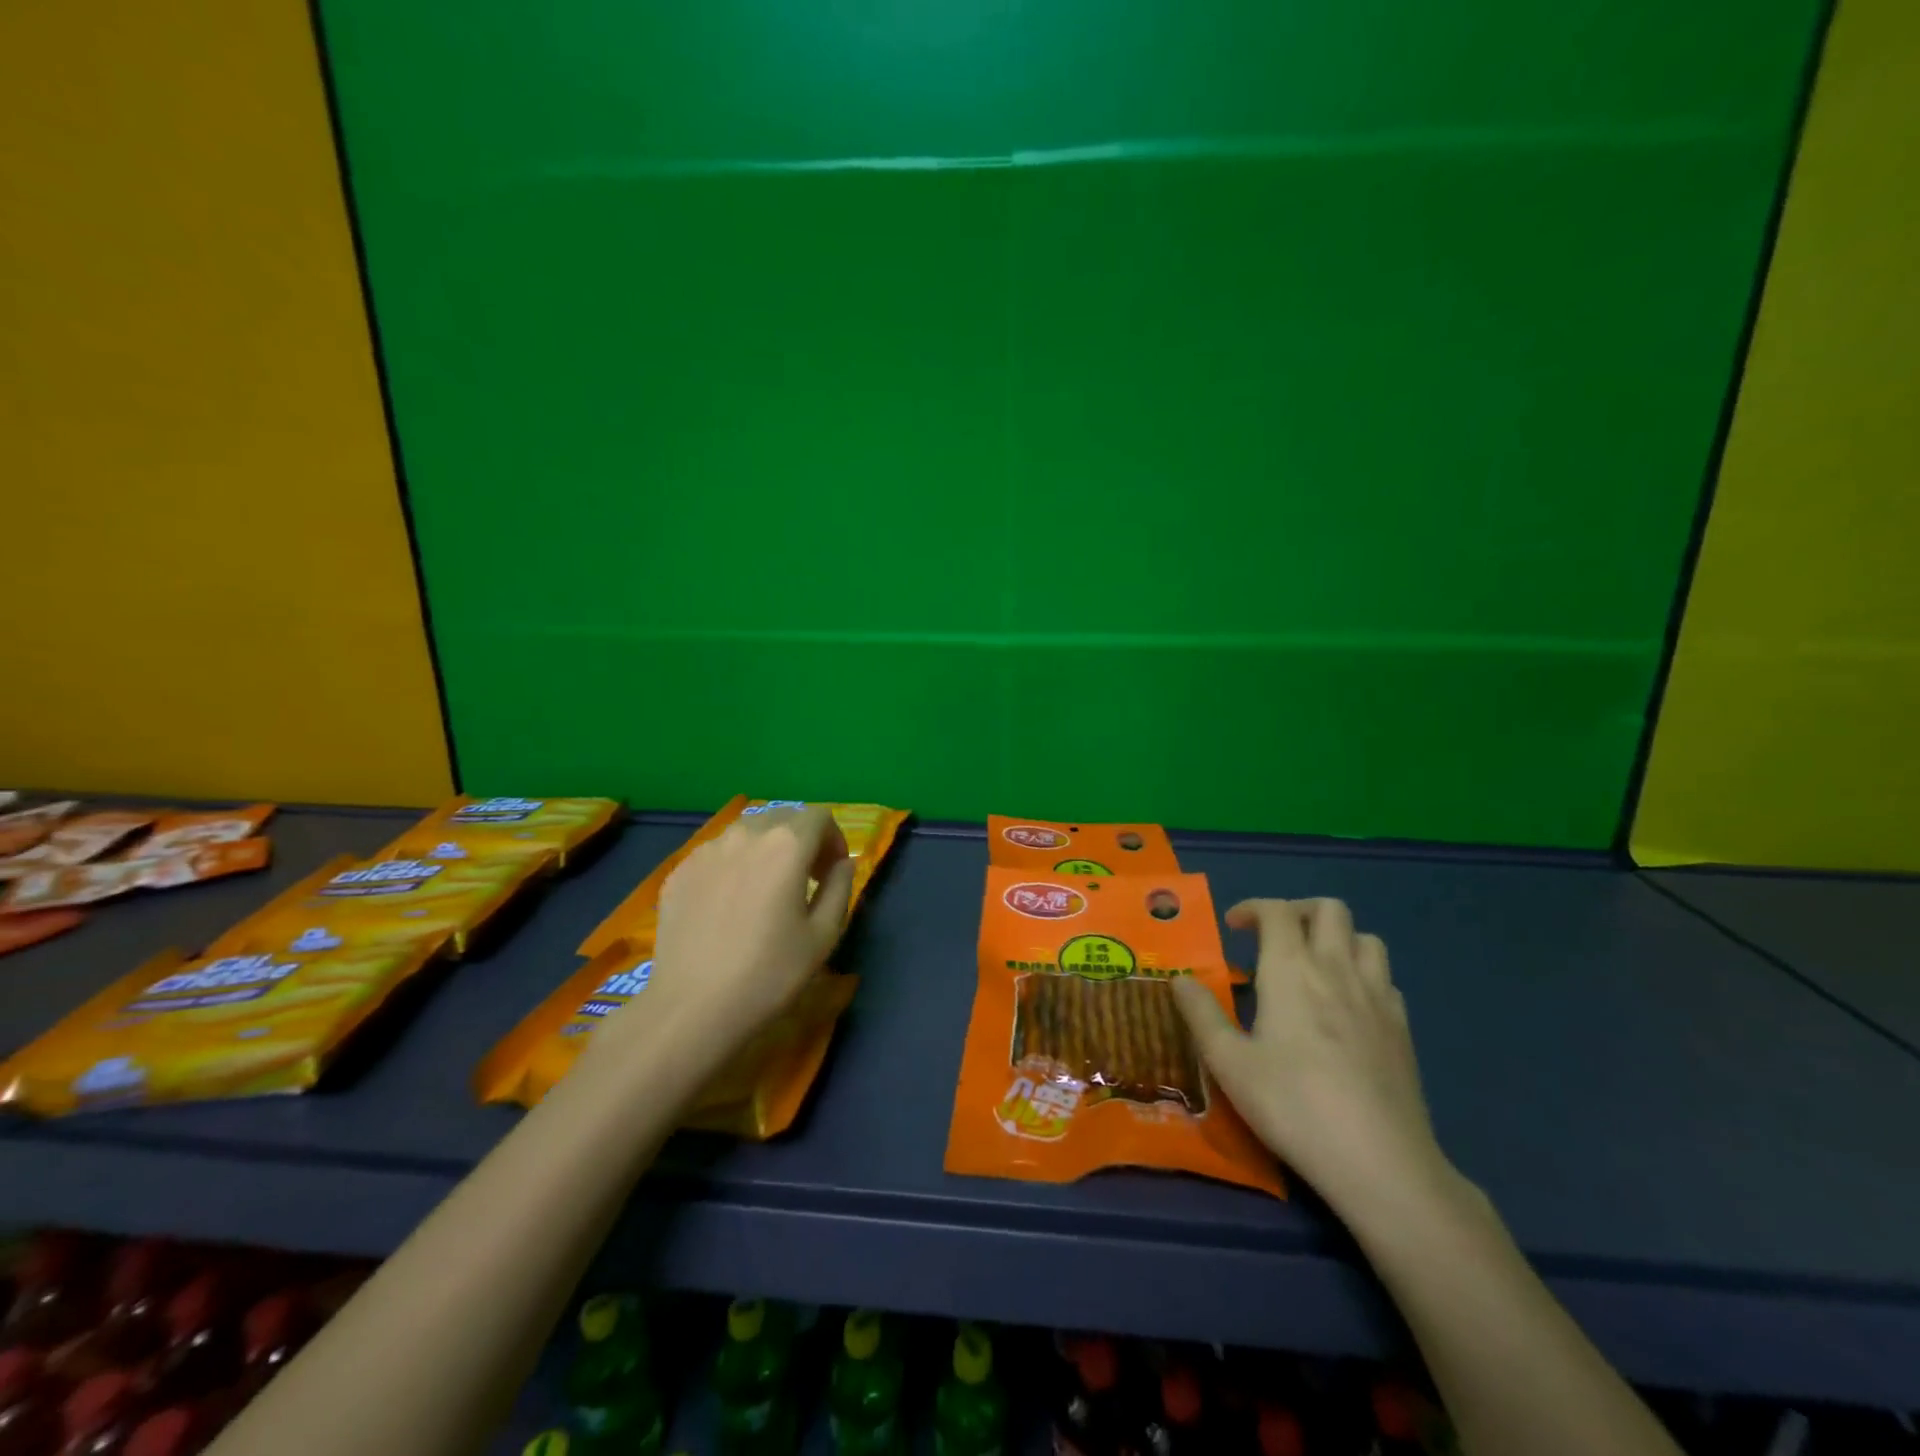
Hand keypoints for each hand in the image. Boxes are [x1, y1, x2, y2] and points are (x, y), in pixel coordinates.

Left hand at [615, 805, 854, 1053]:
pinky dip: (734, 865)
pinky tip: (730, 905)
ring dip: (766, 849)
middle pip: (782, 818)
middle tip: (805, 880)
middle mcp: (745, 834)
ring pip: (747, 832)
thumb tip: (843, 863)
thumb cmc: (769, 973)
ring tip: (766, 889)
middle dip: (801, 840)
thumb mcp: (824, 935)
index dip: (834, 839)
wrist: (692, 1008)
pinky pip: (717, 853)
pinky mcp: (680, 871)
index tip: (832, 872)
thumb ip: (840, 887)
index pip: (819, 816)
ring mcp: (706, 850)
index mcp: (786, 845)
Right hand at [1172, 898, 1453, 1220]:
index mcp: (1292, 969)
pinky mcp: (1403, 1029)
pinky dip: (1363, 974)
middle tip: (1274, 937)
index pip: (1277, 911)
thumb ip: (1201, 1014)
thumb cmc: (1293, 1105)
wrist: (1380, 1162)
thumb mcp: (1229, 1063)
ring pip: (1365, 938)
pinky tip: (1347, 1006)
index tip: (1233, 928)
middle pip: (1329, 909)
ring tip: (1313, 965)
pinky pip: (1385, 978)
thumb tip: (1179, 979)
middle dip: (1298, 911)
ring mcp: (1377, 997)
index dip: (1253, 908)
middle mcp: (1337, 970)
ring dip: (1337, 938)